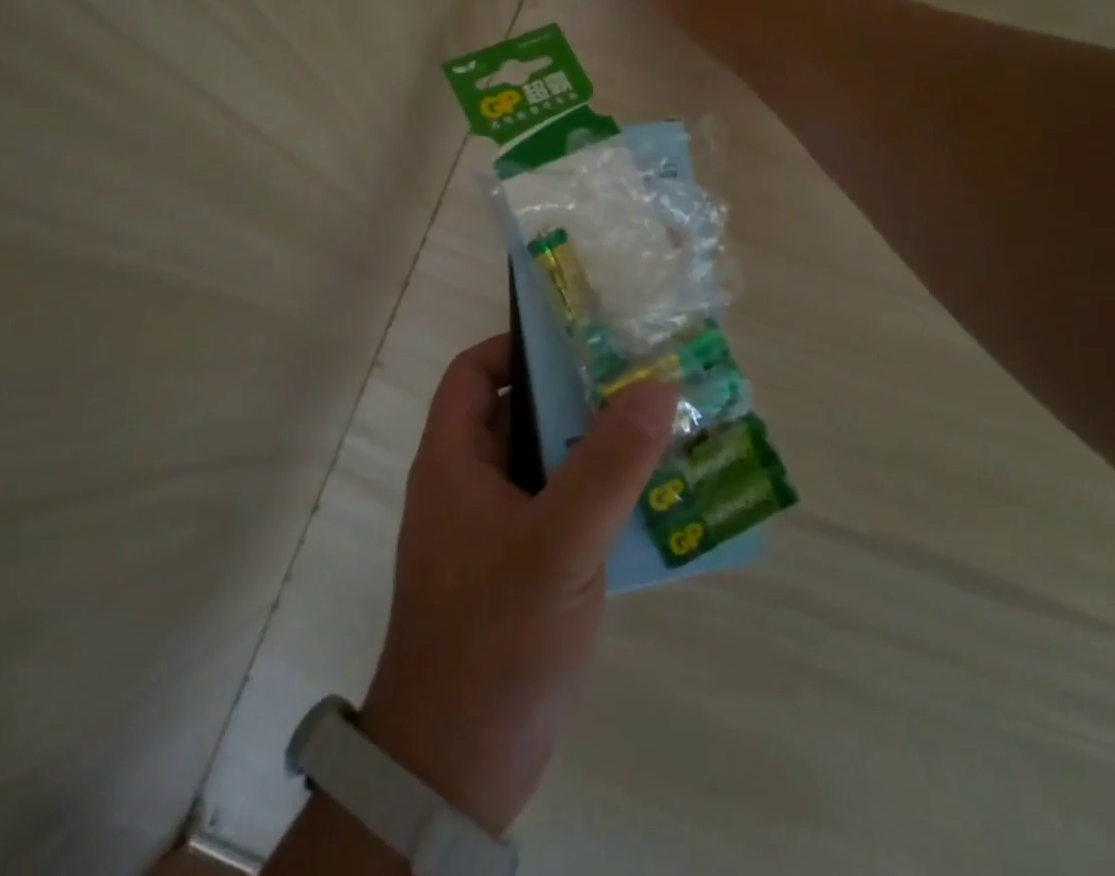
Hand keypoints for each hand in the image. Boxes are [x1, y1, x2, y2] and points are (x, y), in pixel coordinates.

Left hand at [358, 335, 680, 835]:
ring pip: (547, 467)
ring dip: (596, 452)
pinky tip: (652, 506)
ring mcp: (494, 532)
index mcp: (454, 461)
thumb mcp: (560, 543)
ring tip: (660, 435)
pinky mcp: (520, 572)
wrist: (456, 768)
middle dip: (577, 398)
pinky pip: (562, 513)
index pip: (474, 373)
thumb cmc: (497, 638)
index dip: (518, 348)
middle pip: (520, 416)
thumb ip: (609, 464)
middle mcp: (468, 486)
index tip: (579, 346)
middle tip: (641, 385)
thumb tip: (656, 385)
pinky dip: (599, 501)